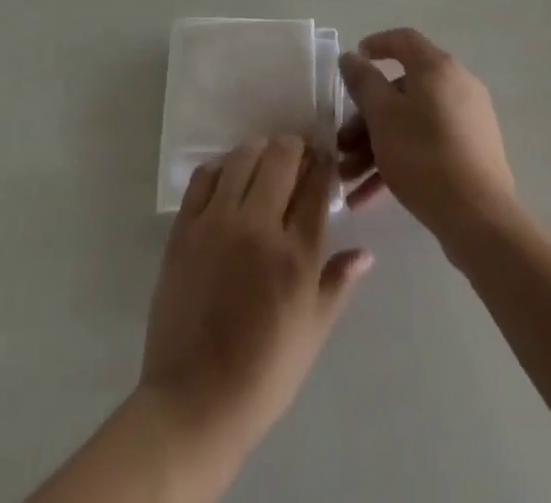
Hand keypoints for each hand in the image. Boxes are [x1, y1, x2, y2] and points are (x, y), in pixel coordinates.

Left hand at [139, 136, 372, 464]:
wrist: (194, 402)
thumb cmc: (263, 375)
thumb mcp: (313, 333)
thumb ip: (338, 283)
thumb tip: (365, 253)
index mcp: (296, 255)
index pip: (316, 184)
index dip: (324, 163)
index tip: (324, 158)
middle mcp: (259, 227)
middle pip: (281, 156)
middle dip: (295, 148)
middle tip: (296, 159)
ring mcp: (217, 223)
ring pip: (243, 156)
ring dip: (260, 152)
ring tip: (264, 166)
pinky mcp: (184, 229)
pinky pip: (204, 177)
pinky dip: (221, 169)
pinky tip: (228, 181)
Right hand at [336, 29, 516, 243]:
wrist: (480, 218)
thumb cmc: (424, 156)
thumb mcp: (382, 116)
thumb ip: (363, 82)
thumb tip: (352, 56)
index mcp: (437, 68)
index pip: (403, 40)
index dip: (375, 46)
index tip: (351, 65)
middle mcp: (457, 86)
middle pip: (402, 90)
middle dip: (365, 118)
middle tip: (342, 145)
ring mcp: (468, 120)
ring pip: (411, 122)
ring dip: (376, 146)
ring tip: (348, 180)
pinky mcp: (472, 152)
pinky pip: (427, 145)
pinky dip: (398, 162)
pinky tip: (368, 198)